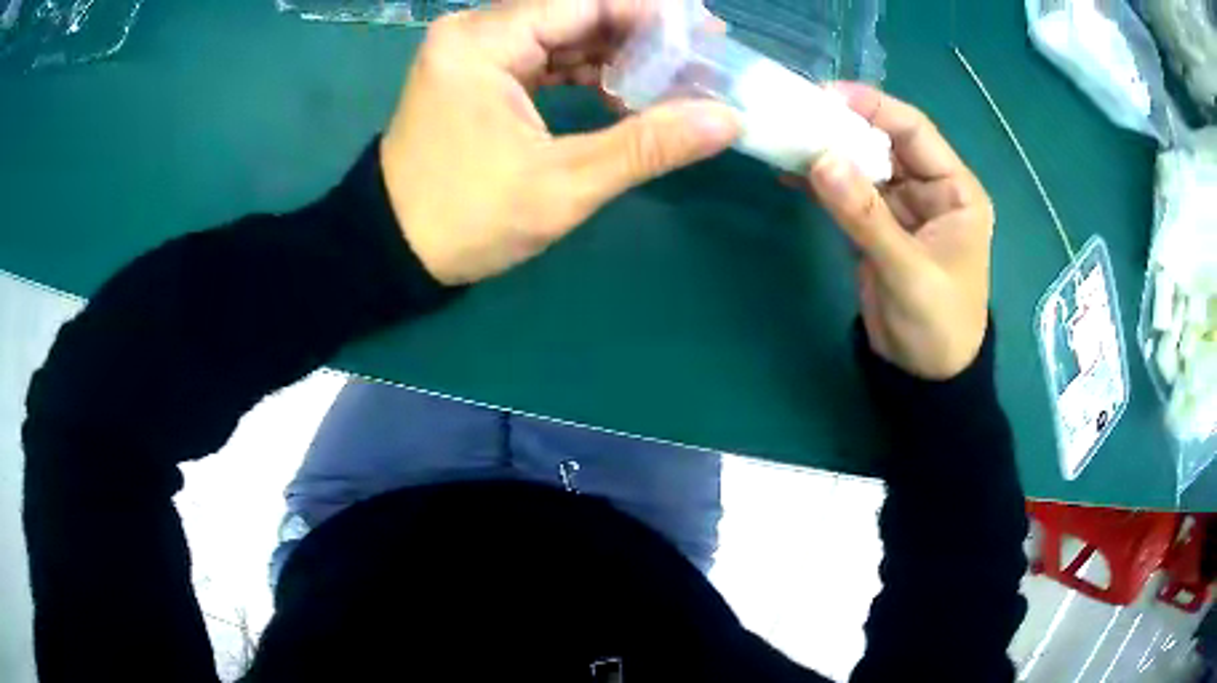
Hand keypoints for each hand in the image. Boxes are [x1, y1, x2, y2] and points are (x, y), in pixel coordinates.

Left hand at [380, 0, 740, 284]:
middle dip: (638, 32)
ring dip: (615, 51)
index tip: (706, 34)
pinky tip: (622, 91)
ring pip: (559, 31)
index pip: (583, 2)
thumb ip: (646, 146)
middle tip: (698, 57)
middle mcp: (473, 32)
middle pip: (572, 10)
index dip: (650, 13)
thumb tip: (725, 119)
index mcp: (483, 44)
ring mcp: (472, 51)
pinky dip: (584, 68)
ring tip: (672, 78)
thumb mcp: (561, 187)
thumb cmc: (465, 220)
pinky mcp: (475, 73)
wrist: (393, 250)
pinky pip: (541, 54)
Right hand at [804, 84, 994, 379]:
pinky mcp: (878, 228)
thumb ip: (866, 216)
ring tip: (785, 139)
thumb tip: (820, 159)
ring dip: (828, 153)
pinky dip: (822, 183)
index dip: (873, 108)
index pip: (914, 131)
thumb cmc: (937, 325)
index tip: (827, 95)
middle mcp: (930, 190)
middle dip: (844, 128)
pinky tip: (790, 174)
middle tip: (795, 116)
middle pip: (884, 143)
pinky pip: (849, 195)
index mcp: (955, 191)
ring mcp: (901, 208)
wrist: (924, 376)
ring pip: (863, 166)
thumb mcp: (908, 271)